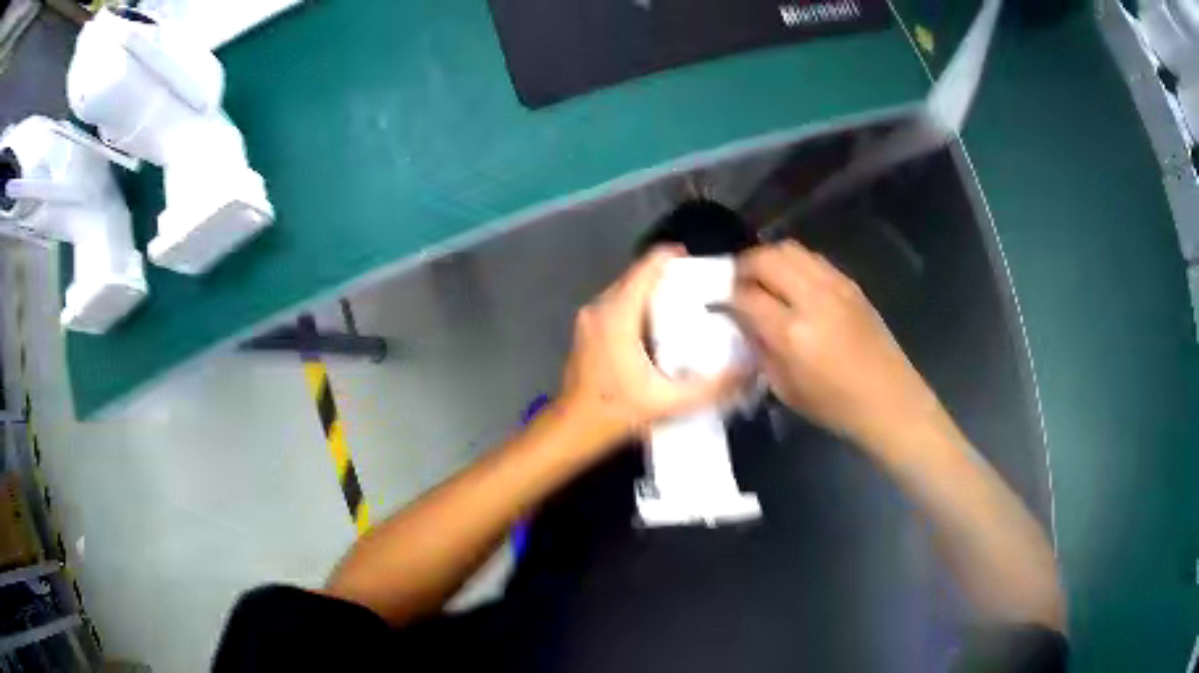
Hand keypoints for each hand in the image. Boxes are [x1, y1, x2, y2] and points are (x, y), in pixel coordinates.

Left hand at [560, 246, 746, 444]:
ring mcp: (589, 319)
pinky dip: (638, 306)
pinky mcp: (586, 331)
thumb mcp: (669, 402)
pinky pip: (617, 305)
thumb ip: (711, 387)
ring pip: (625, 291)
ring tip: (685, 304)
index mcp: (617, 315)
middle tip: (700, 288)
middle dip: (667, 277)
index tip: (699, 262)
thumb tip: (748, 370)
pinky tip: (659, 325)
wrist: (573, 429)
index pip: (645, 268)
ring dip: (652, 292)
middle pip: (636, 276)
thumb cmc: (617, 412)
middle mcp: (599, 308)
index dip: (671, 257)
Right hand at [732, 241, 942, 449]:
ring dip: (769, 259)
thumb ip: (760, 349)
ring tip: (762, 279)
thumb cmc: (834, 405)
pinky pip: (813, 259)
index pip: (746, 296)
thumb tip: (743, 322)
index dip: (725, 296)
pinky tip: (792, 284)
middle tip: (736, 283)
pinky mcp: (850, 284)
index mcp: (793, 333)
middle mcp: (812, 299)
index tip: (716, 303)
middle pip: (766, 258)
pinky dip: (794, 263)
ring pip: (790, 249)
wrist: (889, 399)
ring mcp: (835, 286)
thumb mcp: (784, 388)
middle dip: (743, 266)